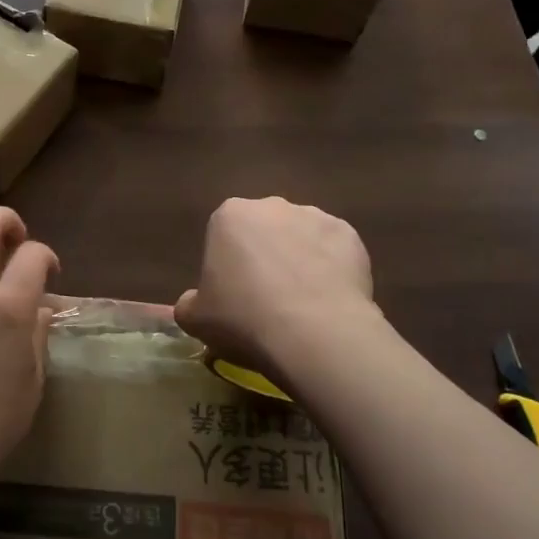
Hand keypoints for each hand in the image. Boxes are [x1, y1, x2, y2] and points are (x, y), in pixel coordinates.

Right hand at [174, 197, 377, 373]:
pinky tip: (330, 301)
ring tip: (304, 305)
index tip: (235, 296)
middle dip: (266, 256)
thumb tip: (192, 302)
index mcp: (229, 216)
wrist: (312, 332)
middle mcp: (271, 206)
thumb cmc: (243, 319)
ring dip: (300, 260)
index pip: (224, 234)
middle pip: (264, 230)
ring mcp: (314, 216)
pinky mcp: (349, 235)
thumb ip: (189, 304)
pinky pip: (335, 251)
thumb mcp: (196, 319)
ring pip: (302, 238)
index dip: (229, 266)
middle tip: (268, 299)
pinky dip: (332, 270)